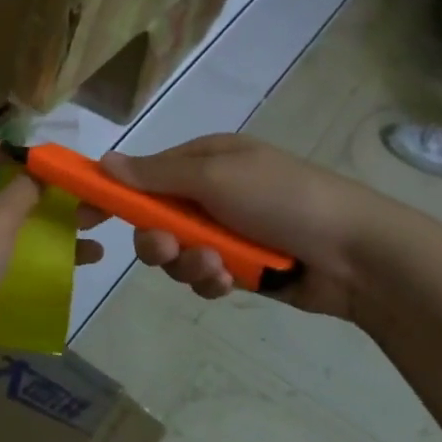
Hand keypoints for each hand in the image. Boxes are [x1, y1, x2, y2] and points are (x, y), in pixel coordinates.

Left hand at [0, 138, 91, 372]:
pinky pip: (8, 253)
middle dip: (42, 189)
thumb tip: (39, 171)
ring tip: (95, 223)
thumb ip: (23, 190)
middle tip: (81, 191)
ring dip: (49, 221)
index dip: (6, 147)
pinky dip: (39, 251)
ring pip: (9, 223)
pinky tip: (80, 259)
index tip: (43, 158)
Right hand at [98, 134, 404, 320]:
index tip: (83, 214)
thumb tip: (104, 161)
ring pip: (176, 252)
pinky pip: (203, 275)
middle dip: (155, 237)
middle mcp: (210, 193)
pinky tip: (229, 282)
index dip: (112, 192)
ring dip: (187, 263)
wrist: (358, 252)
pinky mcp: (241, 267)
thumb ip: (155, 175)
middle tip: (164, 247)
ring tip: (215, 267)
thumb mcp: (214, 177)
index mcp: (204, 160)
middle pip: (154, 218)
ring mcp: (226, 231)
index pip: (142, 173)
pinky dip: (210, 280)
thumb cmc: (282, 198)